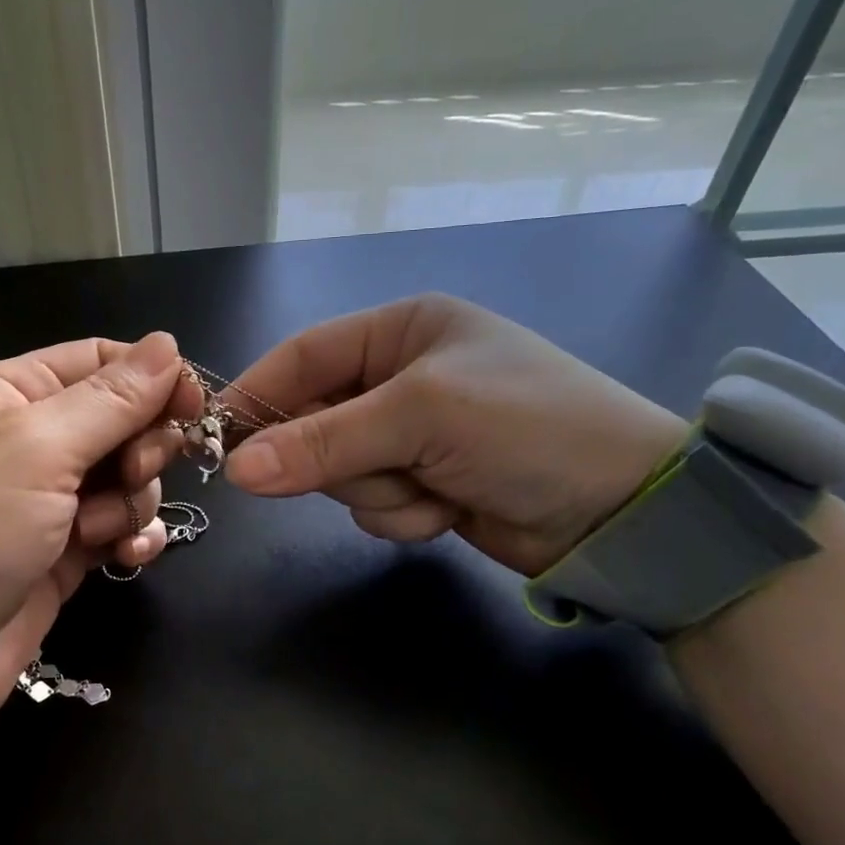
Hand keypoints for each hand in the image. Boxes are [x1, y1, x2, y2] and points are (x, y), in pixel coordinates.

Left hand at [0, 332, 200, 717]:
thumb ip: (111, 398)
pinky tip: (125, 555)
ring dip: (131, 500)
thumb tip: (168, 343)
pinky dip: (133, 537)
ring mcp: (49, 498)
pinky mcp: (64, 550)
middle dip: (142, 445)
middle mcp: (32, 439)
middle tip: (132, 472)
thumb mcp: (36, 448)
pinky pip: (122, 526)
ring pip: (130, 477)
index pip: (100, 361)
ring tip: (97, 530)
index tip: (195, 403)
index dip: (153, 376)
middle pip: (123, 419)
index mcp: (12, 392)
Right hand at [223, 295, 685, 575]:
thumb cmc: (527, 428)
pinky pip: (371, 503)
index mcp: (401, 330)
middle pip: (315, 419)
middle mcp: (401, 376)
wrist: (626, 510)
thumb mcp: (422, 416)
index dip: (258, 394)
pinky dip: (400, 514)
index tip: (218, 438)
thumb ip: (324, 440)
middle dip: (338, 456)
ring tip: (432, 488)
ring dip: (377, 490)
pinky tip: (447, 510)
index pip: (303, 355)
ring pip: (339, 470)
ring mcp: (412, 434)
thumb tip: (236, 470)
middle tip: (372, 469)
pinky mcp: (424, 482)